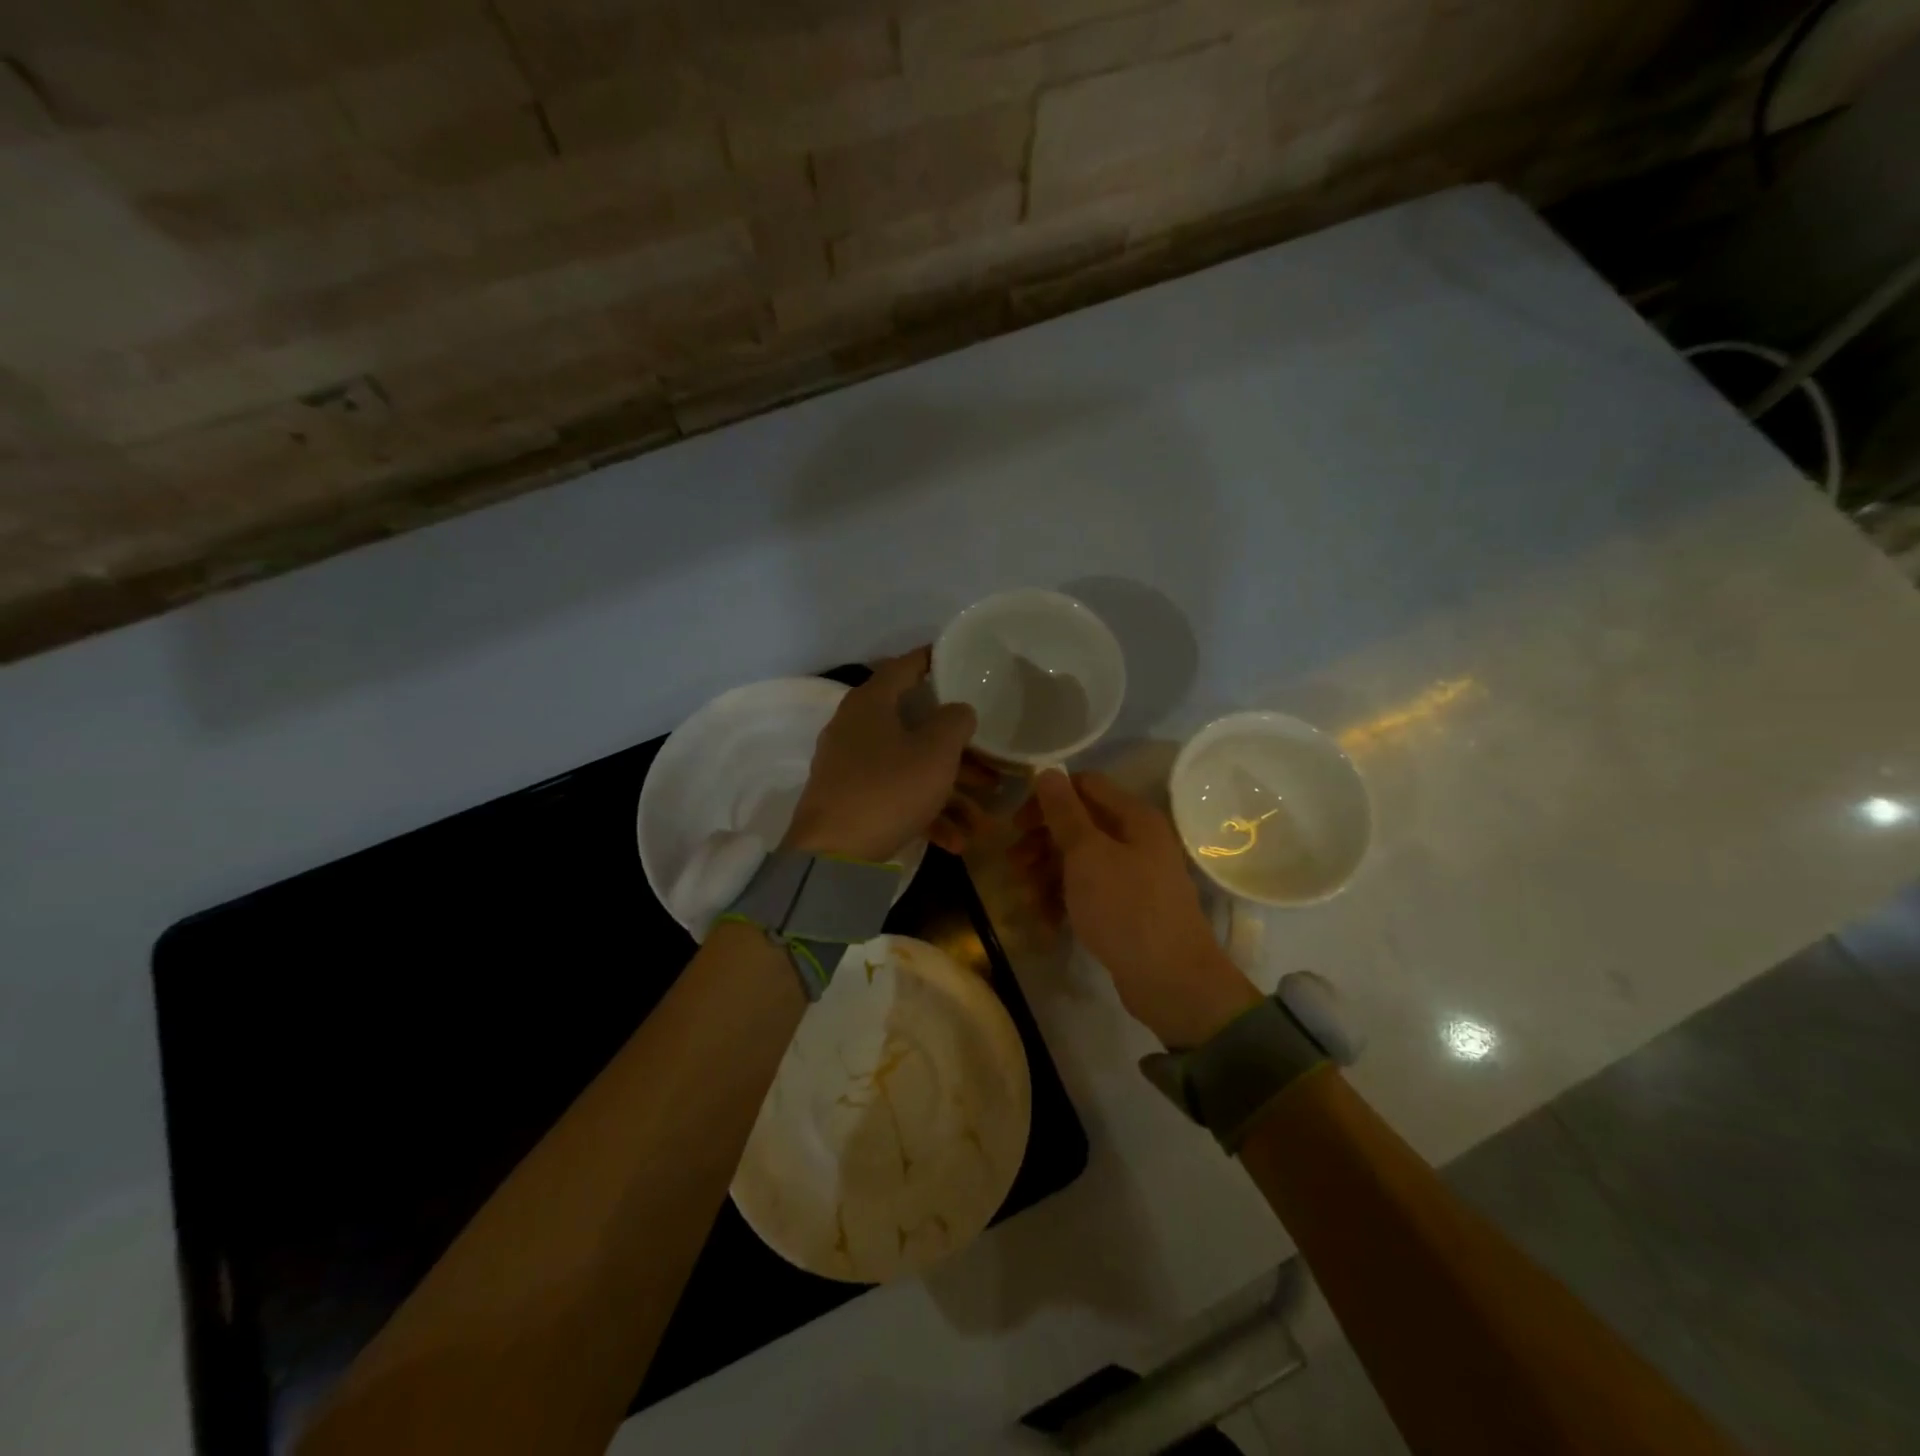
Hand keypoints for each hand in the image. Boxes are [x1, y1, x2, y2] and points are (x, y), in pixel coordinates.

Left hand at [784, 649, 990, 862]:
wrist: (833, 855)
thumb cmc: (888, 789)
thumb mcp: (936, 751)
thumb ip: (955, 720)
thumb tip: (958, 710)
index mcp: (871, 703)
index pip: (905, 666)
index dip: (934, 660)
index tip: (961, 661)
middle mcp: (857, 728)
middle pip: (916, 727)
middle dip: (959, 750)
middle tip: (993, 761)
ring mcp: (851, 766)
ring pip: (911, 767)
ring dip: (950, 791)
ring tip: (983, 819)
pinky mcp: (851, 801)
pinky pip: (896, 797)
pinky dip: (925, 813)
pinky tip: (956, 841)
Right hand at [1016, 769, 1260, 1047]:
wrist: (1170, 981)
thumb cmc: (1125, 907)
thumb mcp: (1087, 854)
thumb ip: (1064, 812)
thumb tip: (1048, 770)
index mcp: (1134, 817)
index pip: (1084, 786)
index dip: (1048, 798)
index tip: (1017, 824)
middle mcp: (1137, 840)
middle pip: (1080, 825)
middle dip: (1042, 842)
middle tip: (1014, 864)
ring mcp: (1134, 876)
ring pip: (1080, 862)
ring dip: (1048, 875)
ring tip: (1027, 899)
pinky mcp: (1128, 909)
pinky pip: (1089, 893)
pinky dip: (1065, 902)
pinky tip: (1047, 923)